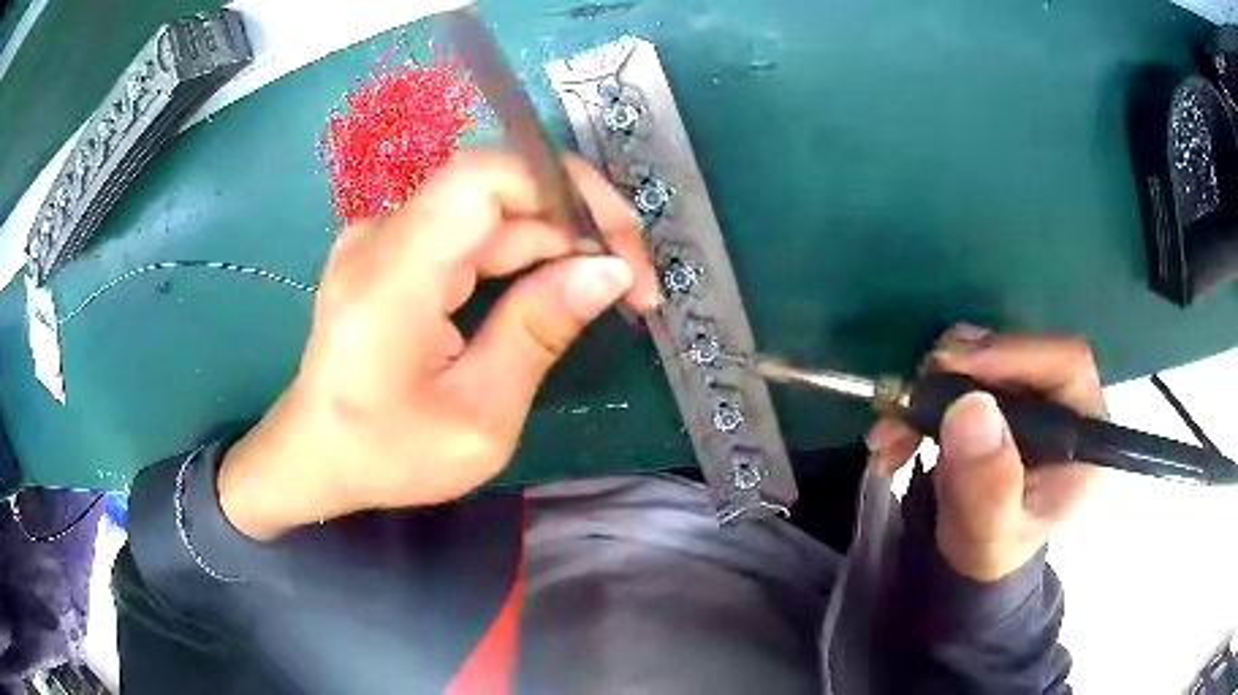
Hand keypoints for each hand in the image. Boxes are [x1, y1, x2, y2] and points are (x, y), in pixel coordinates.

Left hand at [218, 150, 659, 539]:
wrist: (314, 456)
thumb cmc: (387, 454)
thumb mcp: (478, 417)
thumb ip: (539, 332)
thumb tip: (608, 271)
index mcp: (392, 276)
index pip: (482, 178)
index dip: (561, 187)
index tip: (618, 241)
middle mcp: (382, 236)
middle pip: (496, 191)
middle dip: (576, 224)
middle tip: (632, 284)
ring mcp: (382, 238)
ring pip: (489, 211)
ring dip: (554, 242)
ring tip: (605, 290)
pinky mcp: (391, 251)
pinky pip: (467, 232)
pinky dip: (519, 253)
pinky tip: (551, 289)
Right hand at [867, 326, 1104, 580]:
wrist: (975, 554)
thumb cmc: (992, 549)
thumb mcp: (989, 534)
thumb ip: (987, 484)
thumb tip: (970, 407)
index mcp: (1085, 435)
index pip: (1065, 363)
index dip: (1012, 353)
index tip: (950, 367)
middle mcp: (1063, 401)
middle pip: (1018, 351)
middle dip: (955, 373)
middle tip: (909, 399)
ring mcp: (1031, 391)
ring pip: (981, 356)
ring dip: (928, 388)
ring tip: (891, 433)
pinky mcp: (1001, 390)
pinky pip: (959, 372)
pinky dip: (922, 397)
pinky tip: (896, 432)